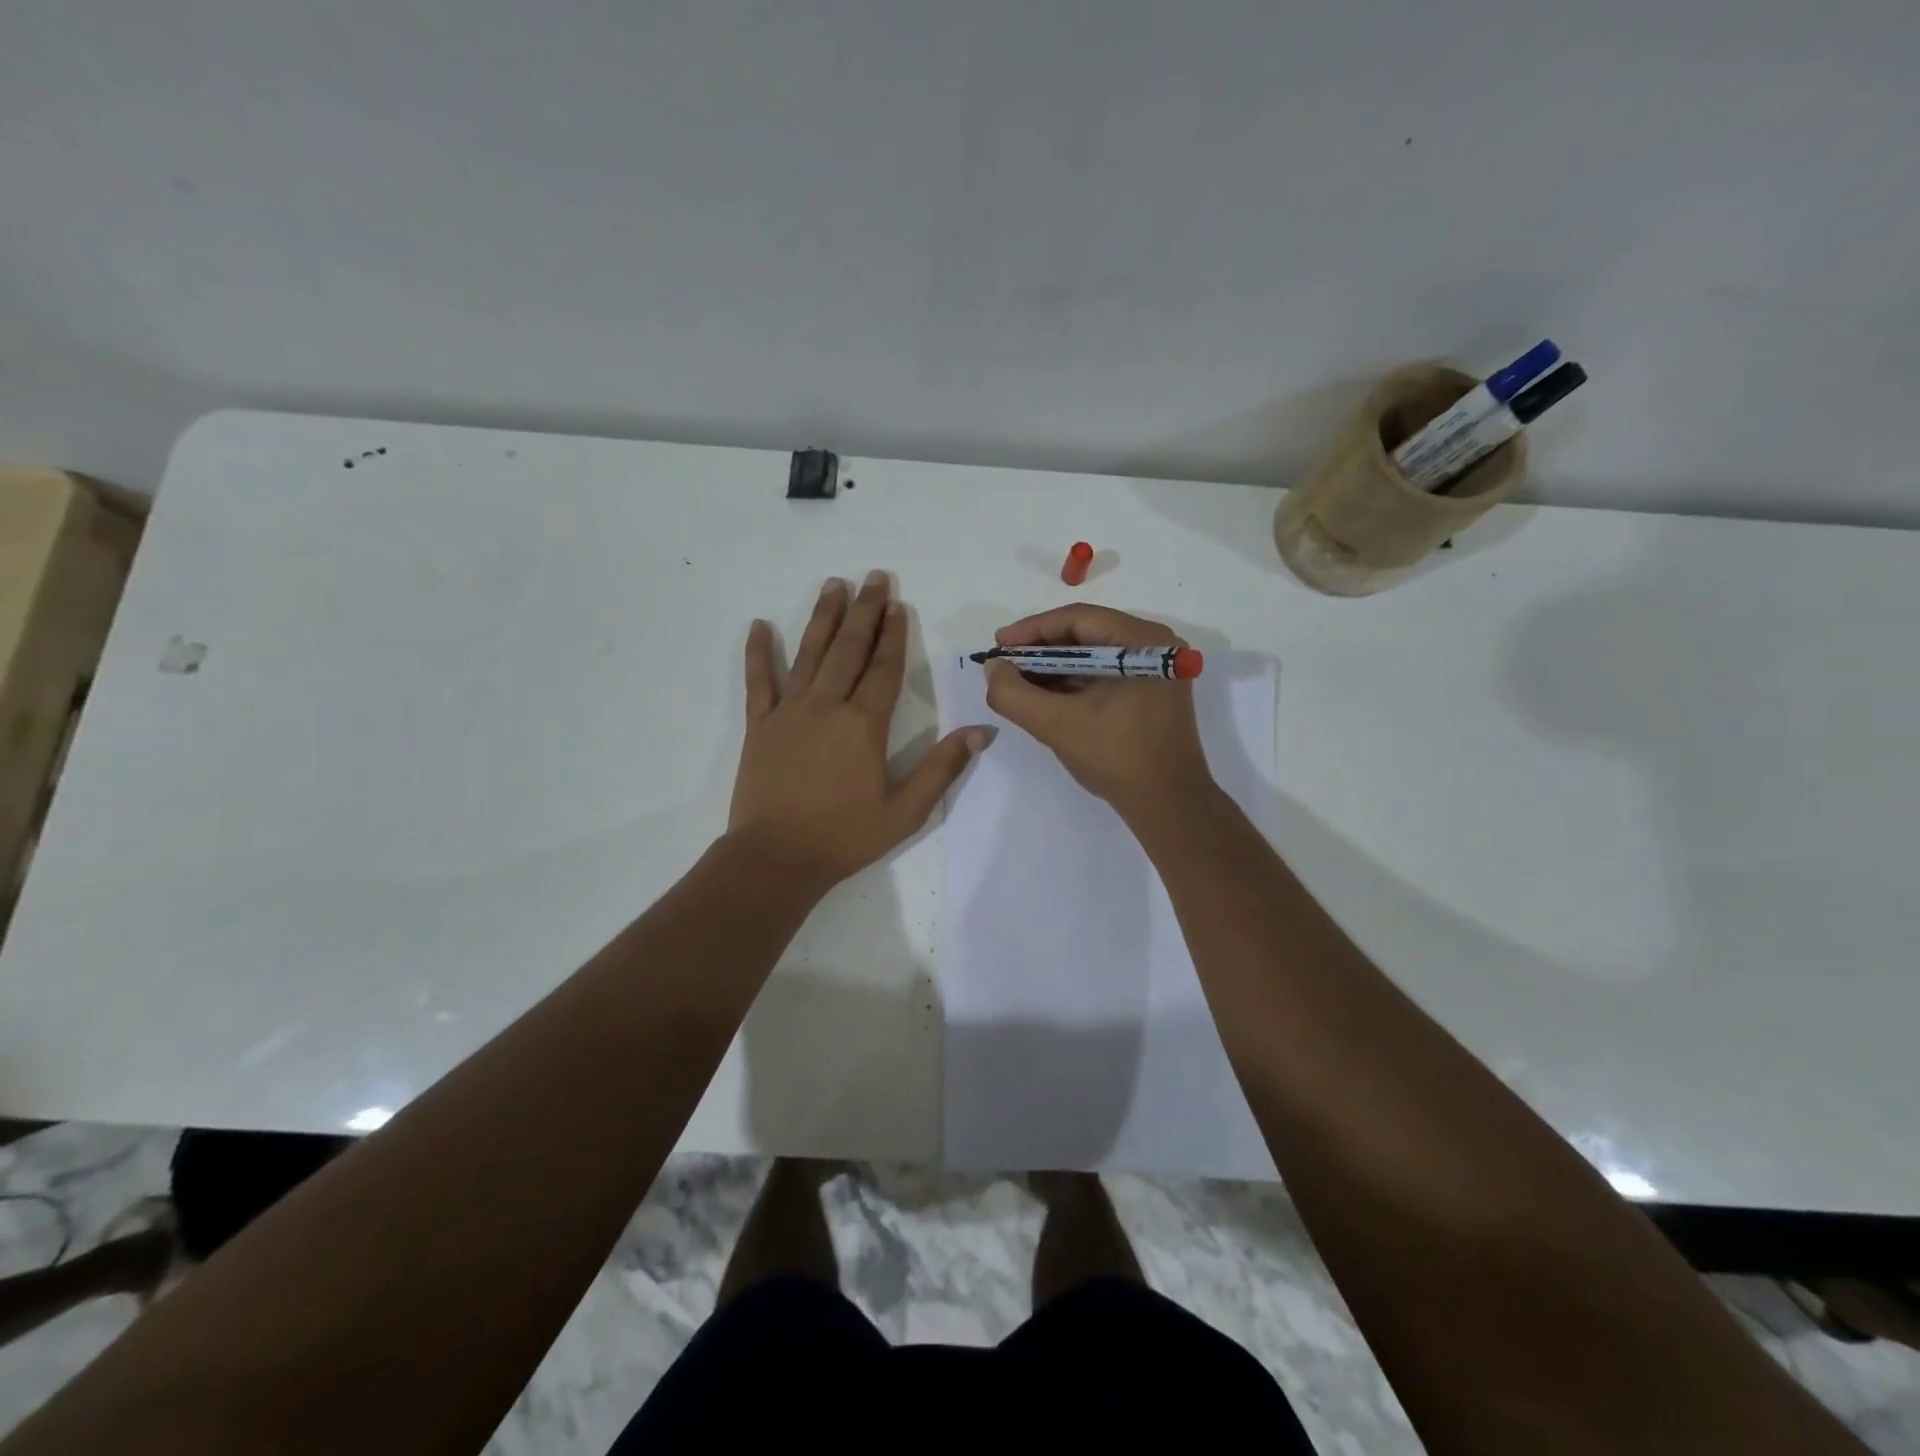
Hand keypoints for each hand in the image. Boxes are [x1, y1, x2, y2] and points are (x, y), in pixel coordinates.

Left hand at [729, 572, 989, 888]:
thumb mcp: (906, 810)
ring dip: (823, 617)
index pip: (883, 668)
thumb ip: (943, 768)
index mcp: (864, 724)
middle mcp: (827, 706)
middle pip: (849, 648)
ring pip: (809, 653)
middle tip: (873, 577)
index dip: (893, 634)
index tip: (898, 604)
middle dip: (864, 611)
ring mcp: (789, 712)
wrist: (776, 858)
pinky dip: (759, 653)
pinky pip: (759, 681)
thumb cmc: (845, 836)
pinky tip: (759, 625)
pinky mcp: (760, 725)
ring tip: (833, 585)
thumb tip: (981, 732)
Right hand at [984, 603, 1214, 819]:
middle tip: (1005, 663)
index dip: (1032, 630)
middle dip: (1041, 649)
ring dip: (1055, 666)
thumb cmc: (1117, 757)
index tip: (998, 645)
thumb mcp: (1056, 725)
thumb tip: (994, 667)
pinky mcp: (1153, 689)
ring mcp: (1157, 668)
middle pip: (1087, 633)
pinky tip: (1046, 694)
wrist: (1167, 804)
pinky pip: (1106, 672)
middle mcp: (1155, 644)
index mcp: (1142, 641)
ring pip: (1094, 654)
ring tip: (1018, 680)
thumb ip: (1014, 694)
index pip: (1078, 619)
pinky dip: (1074, 681)